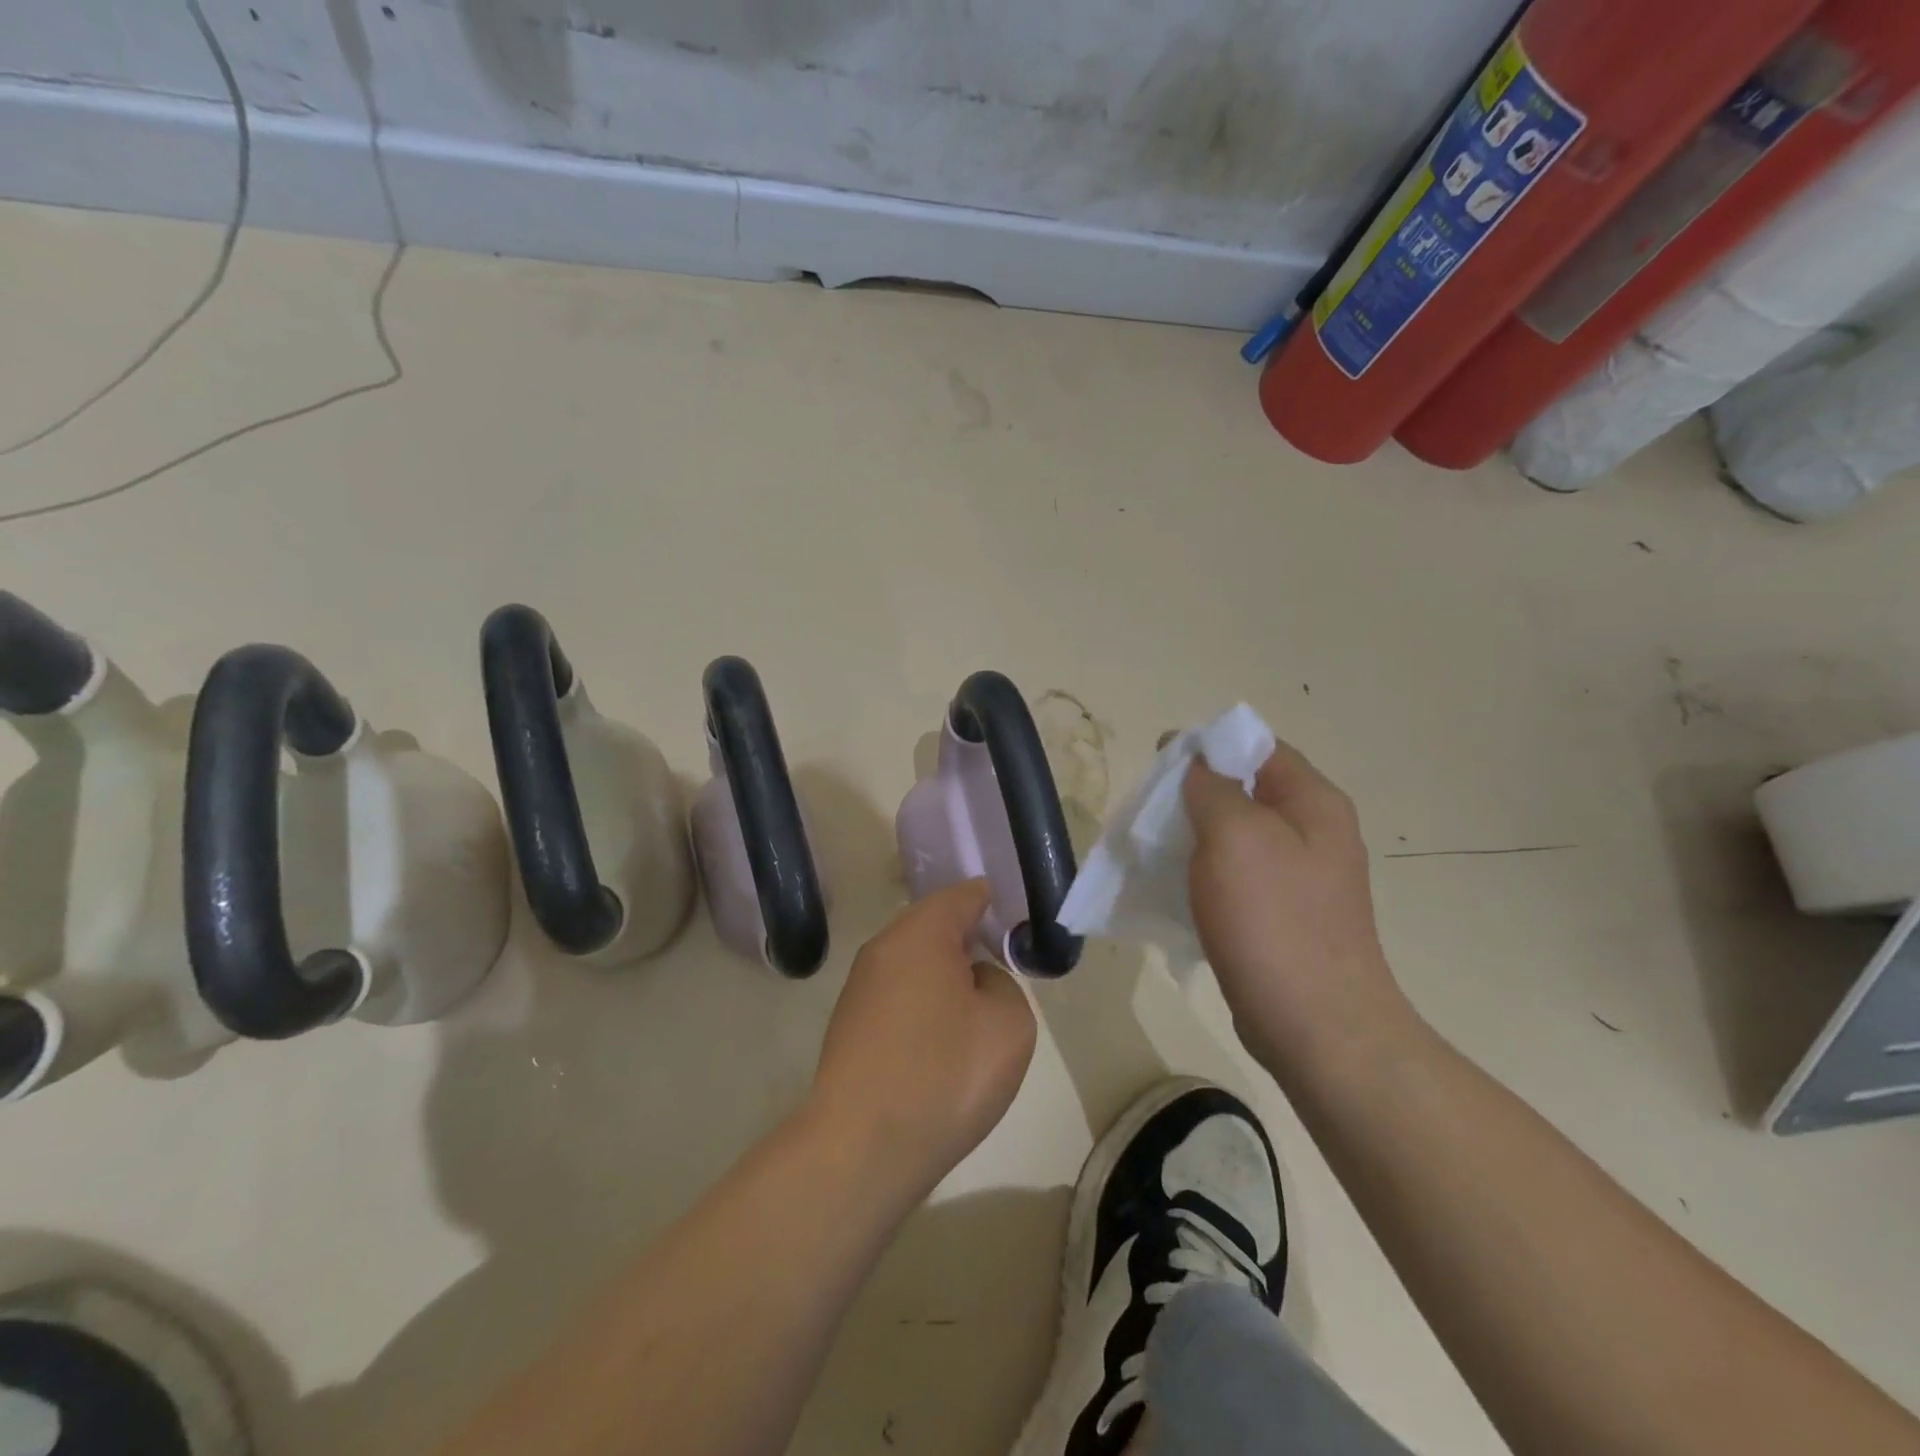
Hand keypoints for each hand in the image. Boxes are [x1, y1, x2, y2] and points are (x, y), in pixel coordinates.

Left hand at [808, 880, 1036, 1205]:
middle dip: (967, 939)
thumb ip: (1002, 984)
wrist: (861, 1148)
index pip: (962, 896)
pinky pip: (898, 995)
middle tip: (1002, 962)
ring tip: (975, 1005)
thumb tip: (973, 981)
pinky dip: (923, 1003)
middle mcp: (883, 948)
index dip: (992, 902)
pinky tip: (940, 1039)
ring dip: (944, 975)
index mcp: (921, 933)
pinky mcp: (849, 1025)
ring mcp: (860, 987)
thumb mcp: (1008, 1024)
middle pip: (933, 926)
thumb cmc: (944, 1075)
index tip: (1016, 920)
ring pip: (914, 963)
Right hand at [1183, 742, 1413, 1082]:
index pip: (1258, 747)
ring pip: (1238, 837)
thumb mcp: (1234, 835)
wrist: (1316, 1025)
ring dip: (1196, 837)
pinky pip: (1238, 877)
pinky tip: (1178, 890)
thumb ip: (1211, 786)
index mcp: (1313, 802)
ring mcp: (1303, 878)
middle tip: (1151, 812)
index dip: (1208, 747)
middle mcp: (1315, 833)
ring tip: (1156, 850)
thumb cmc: (1273, 919)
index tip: (1160, 765)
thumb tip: (1194, 758)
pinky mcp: (1285, 917)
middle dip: (1196, 795)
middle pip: (1246, 791)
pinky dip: (1206, 874)